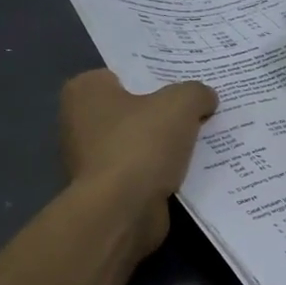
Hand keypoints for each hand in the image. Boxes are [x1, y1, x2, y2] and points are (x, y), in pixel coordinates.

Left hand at [60, 71, 217, 248]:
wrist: (122, 211)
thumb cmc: (141, 145)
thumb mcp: (180, 103)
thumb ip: (196, 92)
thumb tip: (205, 98)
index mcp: (85, 91)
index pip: (126, 74)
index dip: (159, 77)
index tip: (188, 84)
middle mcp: (80, 121)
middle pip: (136, 109)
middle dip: (165, 112)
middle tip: (202, 109)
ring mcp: (91, 159)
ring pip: (141, 142)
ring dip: (167, 145)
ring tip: (205, 138)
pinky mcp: (107, 189)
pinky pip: (144, 170)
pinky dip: (164, 171)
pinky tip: (193, 169)